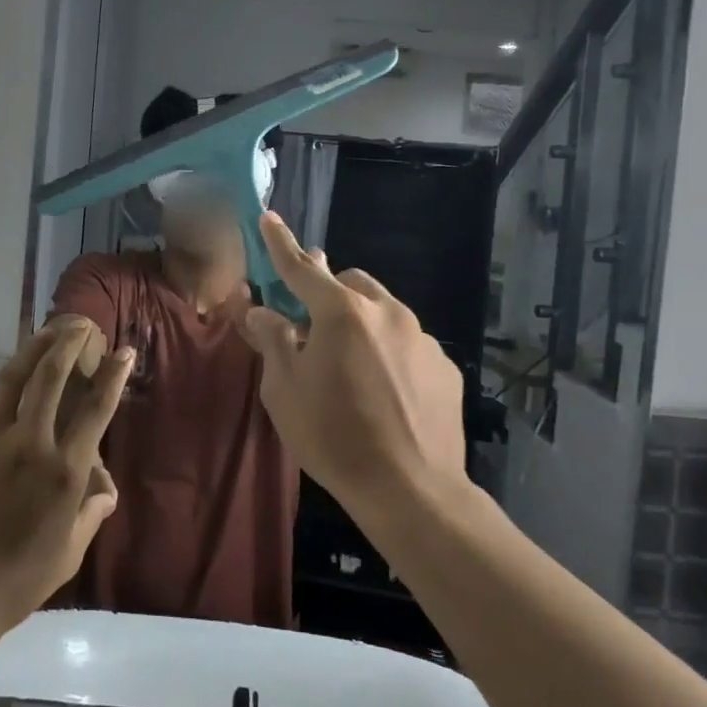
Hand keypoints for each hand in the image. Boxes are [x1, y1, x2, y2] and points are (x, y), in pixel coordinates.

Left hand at [0, 321, 132, 646]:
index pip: (96, 410)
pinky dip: (11, 389)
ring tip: (47, 330)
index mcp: (65, 471)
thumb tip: (105, 489)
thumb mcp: (69, 553)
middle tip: (80, 323)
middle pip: (51, 377)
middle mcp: (32, 444)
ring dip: (34, 348)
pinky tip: (17, 388)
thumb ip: (90, 513)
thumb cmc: (18, 580)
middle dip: (68, 343)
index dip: (113, 376)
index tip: (123, 350)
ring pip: (15, 379)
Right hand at [238, 213, 465, 515]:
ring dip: (361, 323)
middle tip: (313, 327)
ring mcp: (422, 337)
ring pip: (383, 311)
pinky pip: (408, 343)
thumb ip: (273, 341)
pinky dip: (390, 352)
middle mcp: (386, 312)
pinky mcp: (445, 365)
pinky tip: (386, 392)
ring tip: (352, 368)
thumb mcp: (285, 391)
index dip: (280, 243)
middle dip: (328, 292)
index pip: (301, 268)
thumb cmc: (334, 437)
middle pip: (350, 283)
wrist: (411, 490)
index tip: (268, 217)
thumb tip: (261, 311)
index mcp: (341, 313)